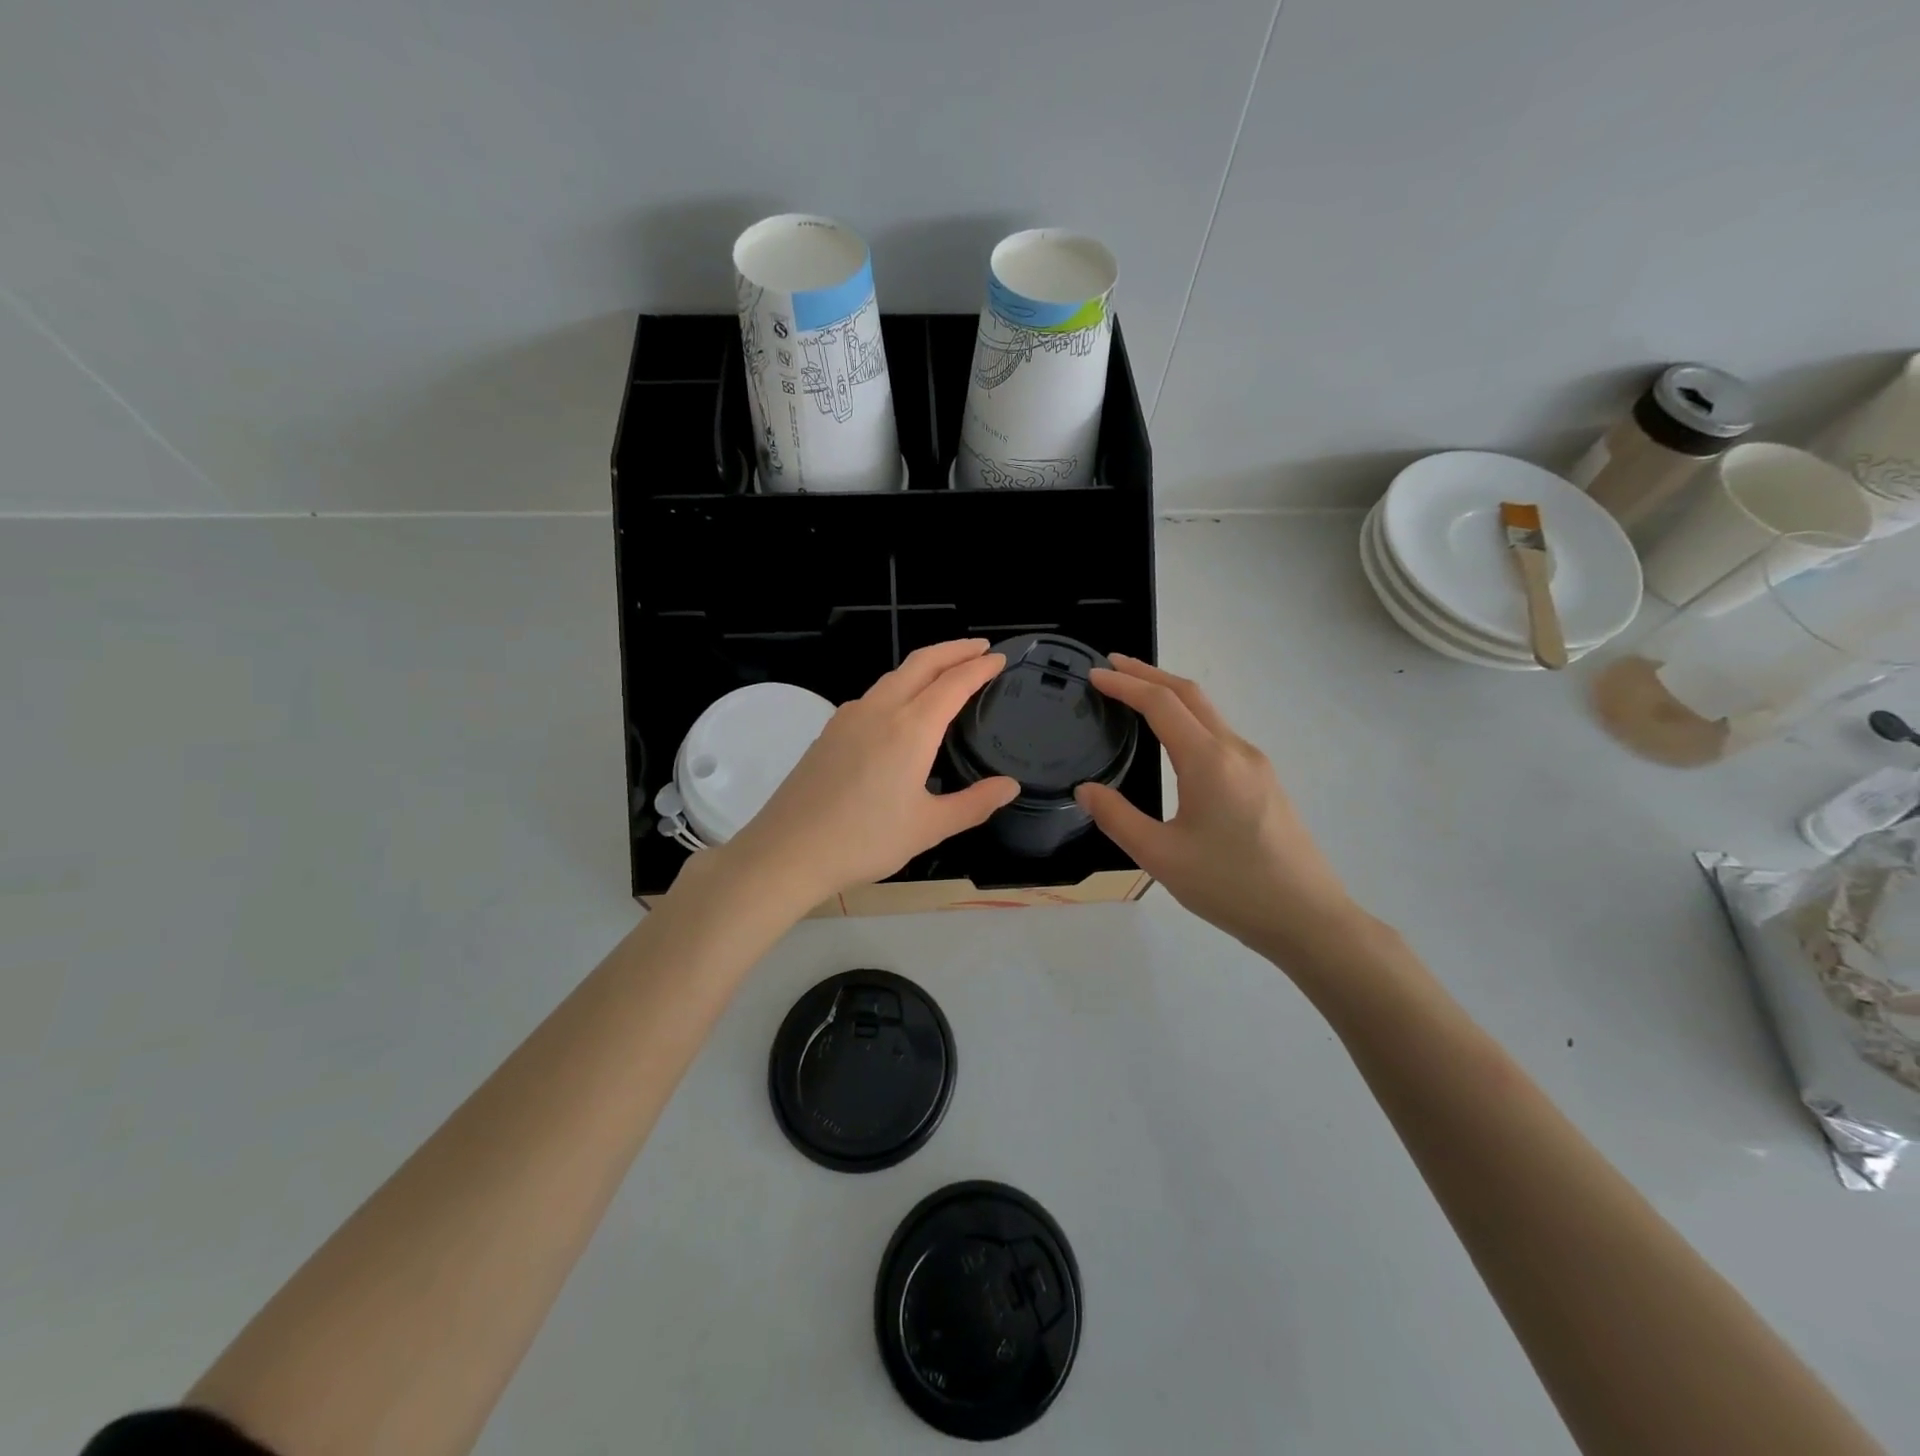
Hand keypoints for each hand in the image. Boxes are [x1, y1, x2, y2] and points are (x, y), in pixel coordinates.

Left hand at [715, 640, 1019, 905]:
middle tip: (981, 648)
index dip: (980, 667)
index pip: (953, 683)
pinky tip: (904, 709)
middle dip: (954, 649)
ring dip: (926, 666)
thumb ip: (974, 803)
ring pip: (894, 676)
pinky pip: (874, 695)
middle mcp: (880, 710)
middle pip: (922, 663)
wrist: (787, 851)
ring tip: (948, 673)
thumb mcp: (928, 827)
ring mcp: (849, 717)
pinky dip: (901, 686)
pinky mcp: (830, 730)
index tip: (1000, 659)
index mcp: (910, 729)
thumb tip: (1009, 786)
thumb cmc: (864, 841)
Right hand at [1075, 656, 1364, 959]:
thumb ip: (1118, 818)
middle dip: (1149, 674)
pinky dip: (1189, 719)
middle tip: (1112, 667)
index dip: (1125, 684)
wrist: (1308, 918)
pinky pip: (1221, 734)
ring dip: (1171, 695)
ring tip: (1137, 696)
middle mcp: (1236, 750)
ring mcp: (1256, 765)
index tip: (1094, 675)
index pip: (1161, 703)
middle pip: (1190, 694)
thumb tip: (1086, 790)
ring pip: (1209, 713)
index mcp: (1209, 760)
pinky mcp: (1265, 782)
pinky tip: (1176, 739)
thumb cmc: (1231, 886)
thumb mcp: (1161, 857)